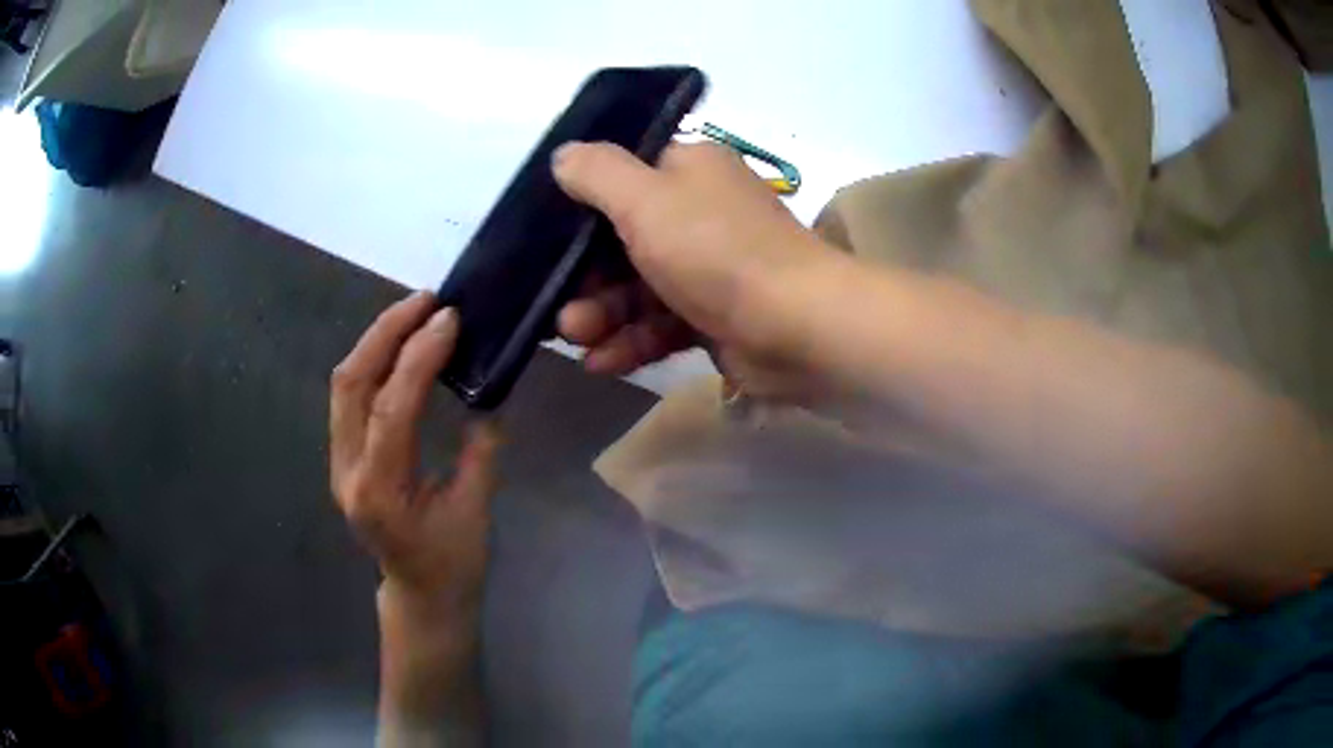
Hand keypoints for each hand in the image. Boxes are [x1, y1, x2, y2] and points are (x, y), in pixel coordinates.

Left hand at [330, 292, 501, 610]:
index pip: (391, 407)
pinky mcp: (342, 456)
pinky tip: (401, 346)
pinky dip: (373, 361)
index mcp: (382, 492)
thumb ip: (480, 448)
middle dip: (386, 332)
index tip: (449, 319)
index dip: (418, 357)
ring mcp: (339, 463)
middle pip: (351, 384)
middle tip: (427, 301)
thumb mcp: (476, 510)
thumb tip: (488, 391)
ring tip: (415, 313)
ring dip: (376, 340)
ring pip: (344, 385)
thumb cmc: (453, 564)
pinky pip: (349, 396)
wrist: (420, 596)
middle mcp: (348, 472)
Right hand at [553, 141, 834, 376]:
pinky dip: (631, 341)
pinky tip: (602, 362)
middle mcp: (701, 213)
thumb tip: (564, 154)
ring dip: (602, 314)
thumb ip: (598, 173)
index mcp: (691, 171)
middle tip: (558, 307)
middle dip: (586, 277)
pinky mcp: (716, 316)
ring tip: (575, 338)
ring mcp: (710, 268)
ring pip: (639, 287)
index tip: (549, 237)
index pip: (626, 177)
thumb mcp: (646, 199)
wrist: (798, 327)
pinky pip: (662, 324)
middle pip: (625, 240)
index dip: (584, 205)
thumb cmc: (717, 251)